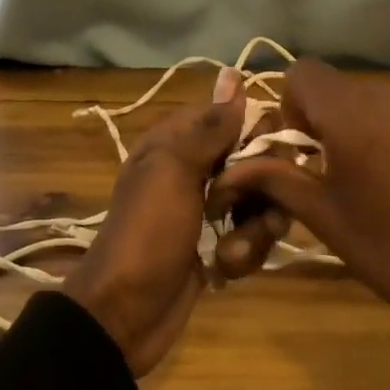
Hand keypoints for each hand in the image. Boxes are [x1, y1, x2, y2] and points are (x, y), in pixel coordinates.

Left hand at [60, 67, 244, 374]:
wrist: (124, 315)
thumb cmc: (147, 234)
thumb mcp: (174, 172)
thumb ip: (210, 127)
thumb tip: (233, 74)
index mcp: (179, 141)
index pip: (235, 115)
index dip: (257, 132)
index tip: (264, 154)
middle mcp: (198, 168)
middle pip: (257, 159)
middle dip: (263, 187)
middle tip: (244, 208)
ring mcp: (210, 209)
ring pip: (262, 201)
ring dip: (255, 229)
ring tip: (231, 251)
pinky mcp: (220, 244)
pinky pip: (253, 236)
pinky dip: (243, 253)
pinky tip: (224, 268)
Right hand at [207, 60, 389, 326]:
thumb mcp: (331, 221)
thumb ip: (280, 180)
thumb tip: (234, 167)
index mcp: (354, 117)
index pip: (304, 73)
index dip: (296, 105)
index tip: (309, 148)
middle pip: (349, 88)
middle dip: (340, 121)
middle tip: (352, 171)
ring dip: (382, 126)